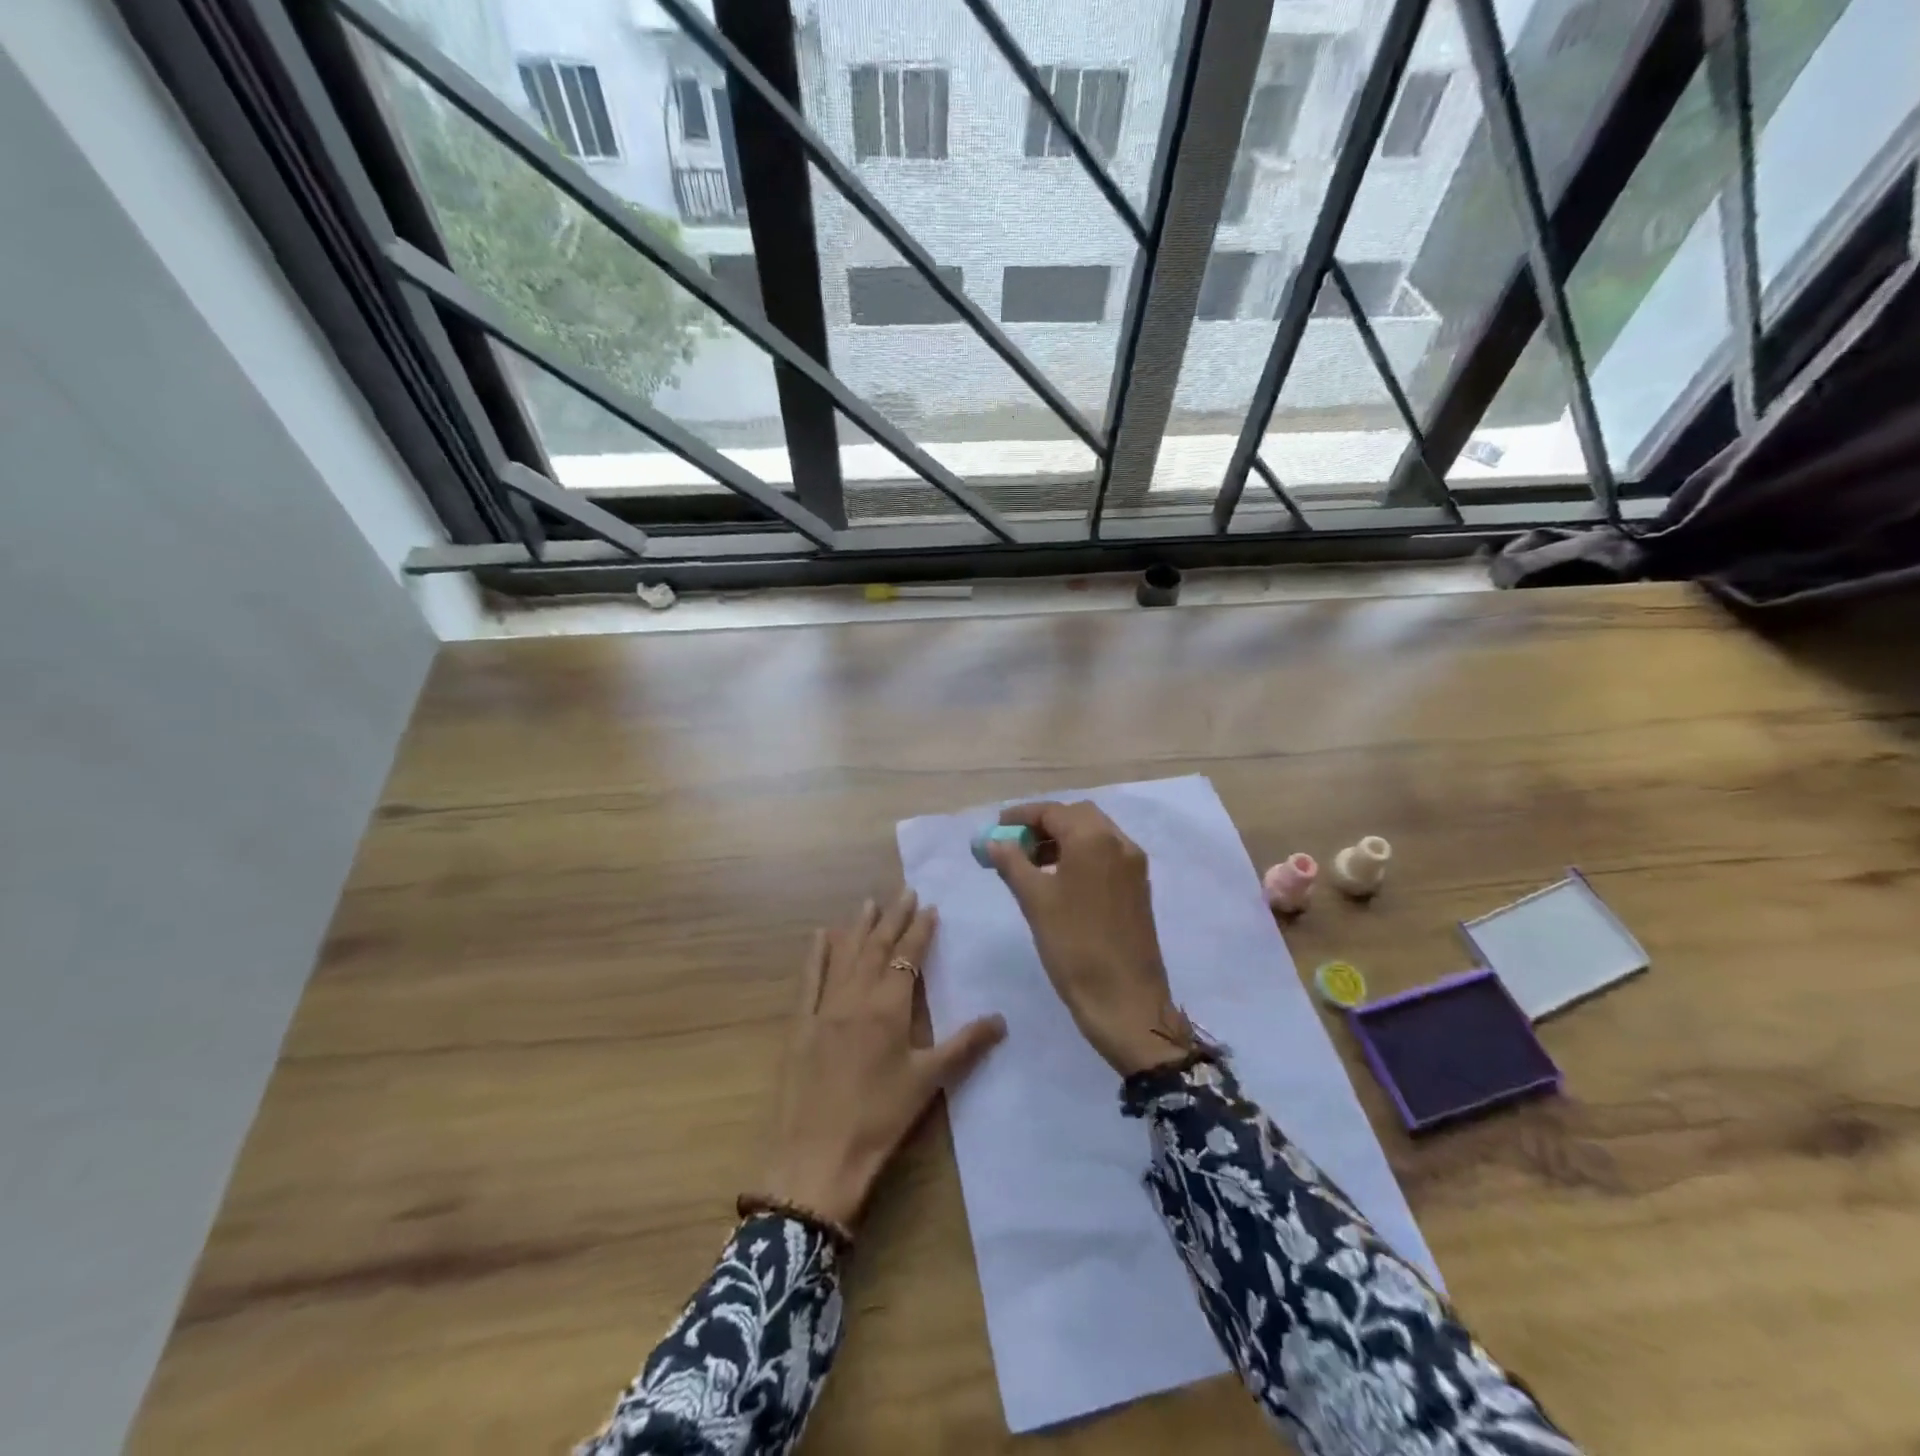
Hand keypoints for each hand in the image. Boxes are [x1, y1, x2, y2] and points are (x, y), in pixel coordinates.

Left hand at [761, 891, 1006, 1230]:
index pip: (908, 957)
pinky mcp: (800, 1024)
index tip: (929, 907)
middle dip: (893, 918)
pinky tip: (821, 935)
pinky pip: (809, 979)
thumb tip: (1002, 1018)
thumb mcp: (927, 1082)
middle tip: (904, 891)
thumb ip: (964, 1046)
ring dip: (859, 927)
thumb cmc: (879, 1119)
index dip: (919, 930)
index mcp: (889, 1008)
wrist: (816, 1156)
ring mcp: (824, 1008)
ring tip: (869, 902)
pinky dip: (816, 955)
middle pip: (877, 948)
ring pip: (845, 956)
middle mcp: (856, 997)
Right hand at [988, 802, 1187, 1076]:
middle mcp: (1120, 843)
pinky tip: (1058, 880)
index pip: (1053, 811)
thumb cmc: (1074, 945)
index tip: (997, 827)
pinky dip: (1080, 856)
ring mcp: (1134, 866)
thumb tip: (994, 841)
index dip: (1021, 816)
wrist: (1125, 1000)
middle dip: (1044, 825)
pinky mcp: (1138, 888)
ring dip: (1063, 840)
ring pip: (1094, 836)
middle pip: (1077, 817)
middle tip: (1015, 844)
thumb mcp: (1035, 900)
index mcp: (1095, 839)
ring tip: (1031, 864)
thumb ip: (1012, 863)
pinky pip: (1106, 856)